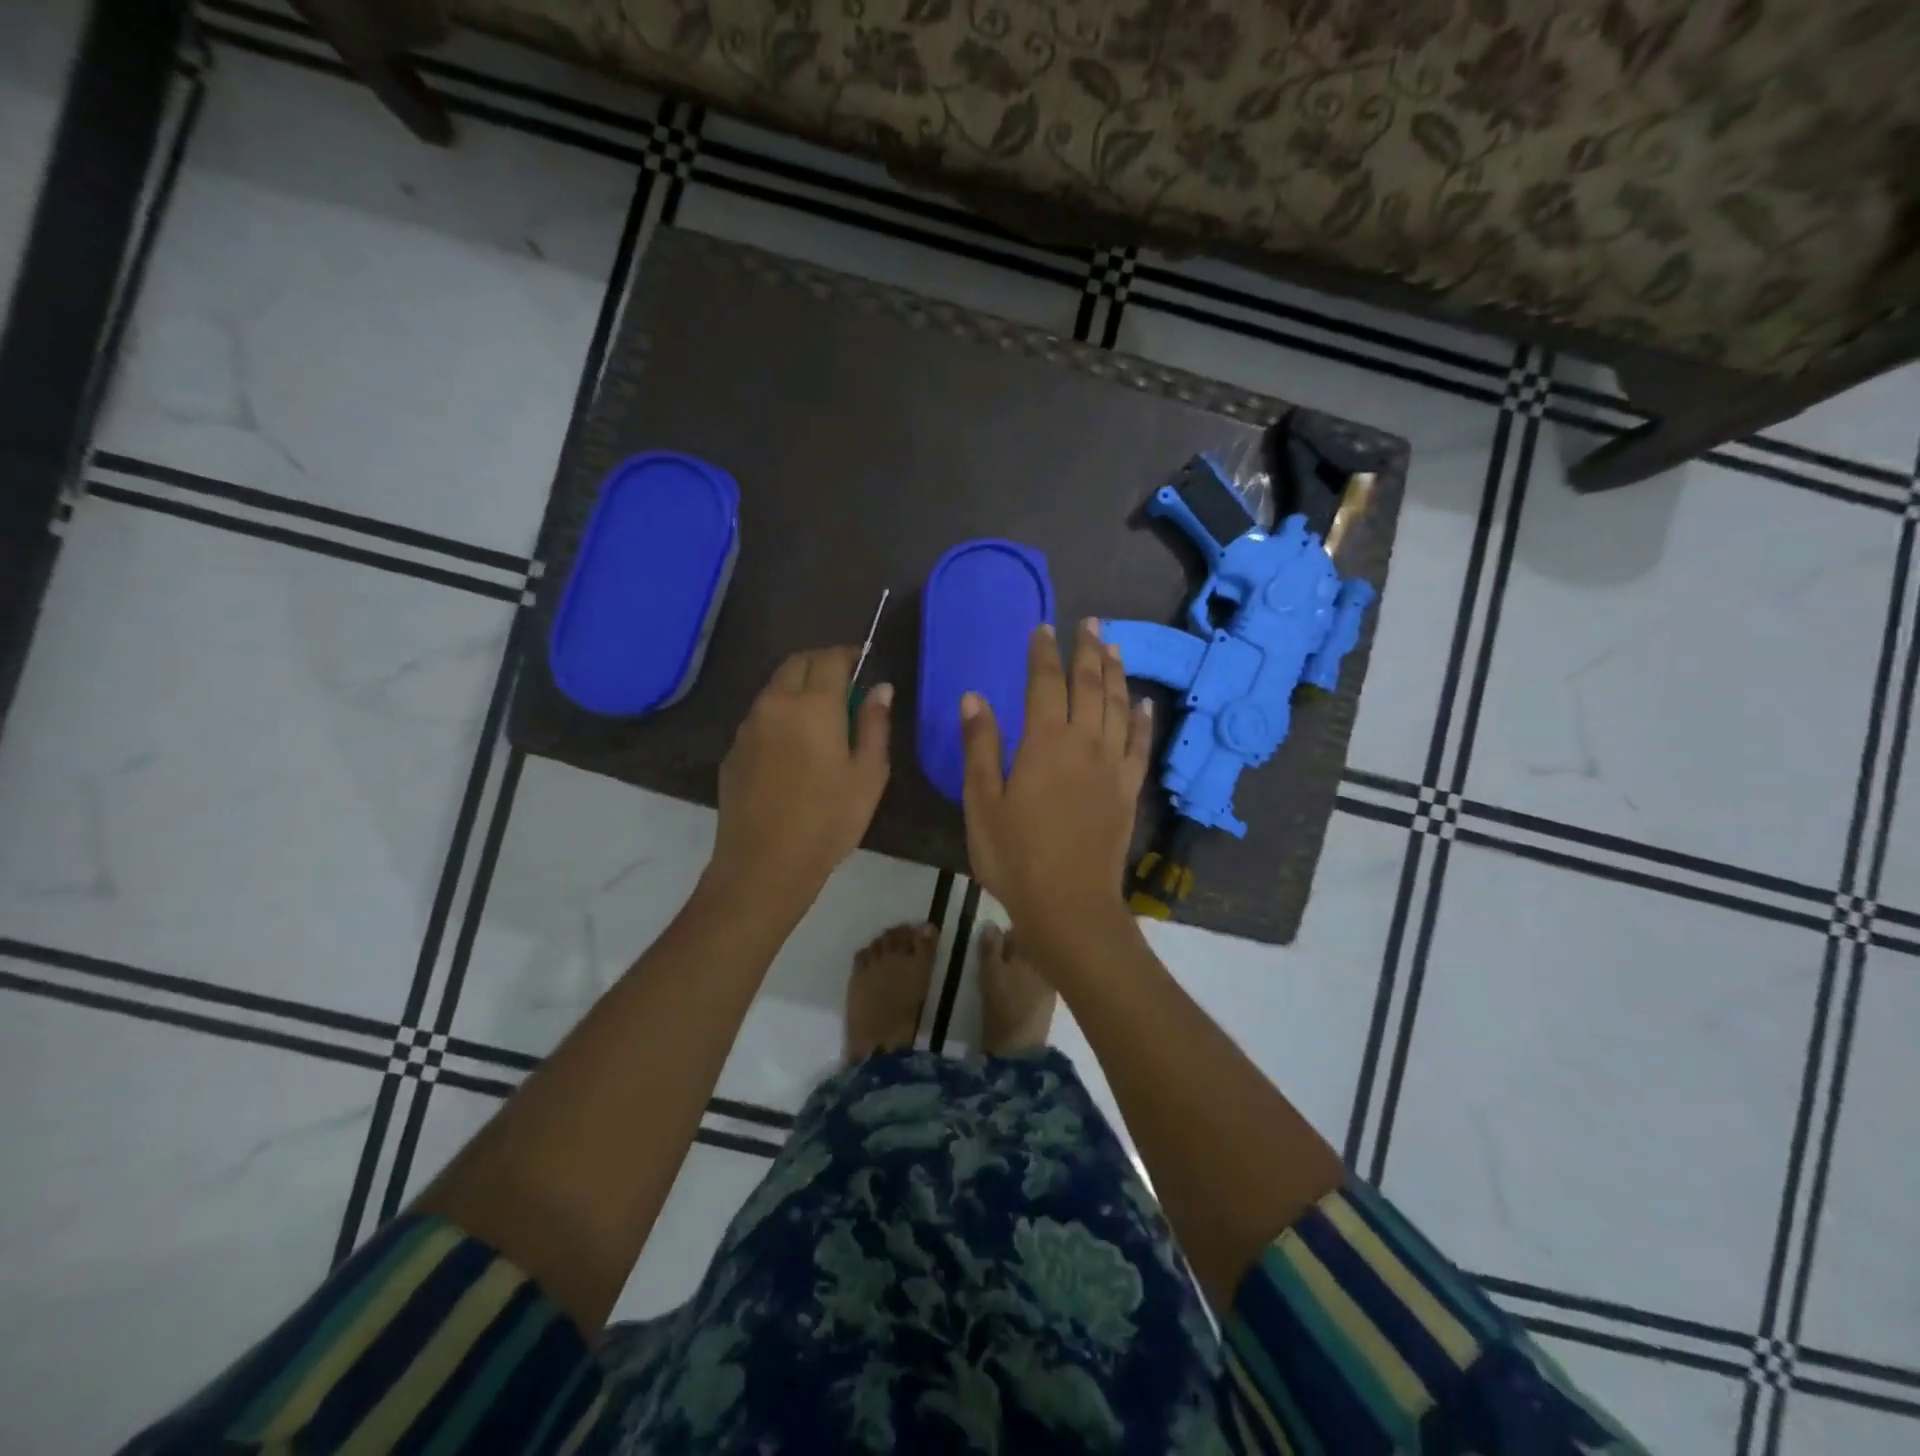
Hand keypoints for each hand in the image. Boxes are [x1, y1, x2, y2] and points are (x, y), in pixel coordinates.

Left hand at [707, 646, 891, 915]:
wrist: (764, 864)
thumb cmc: (828, 821)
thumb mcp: (868, 775)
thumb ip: (875, 724)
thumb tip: (880, 688)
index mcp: (813, 706)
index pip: (831, 659)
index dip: (850, 654)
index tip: (864, 662)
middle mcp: (775, 704)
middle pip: (797, 663)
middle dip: (822, 662)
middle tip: (845, 681)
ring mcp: (748, 726)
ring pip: (775, 687)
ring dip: (798, 686)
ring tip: (821, 713)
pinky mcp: (733, 750)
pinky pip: (760, 715)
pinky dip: (780, 713)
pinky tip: (794, 745)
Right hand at [961, 619, 1151, 955]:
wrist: (1069, 905)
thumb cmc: (1015, 856)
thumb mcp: (982, 803)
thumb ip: (980, 747)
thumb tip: (974, 697)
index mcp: (1044, 743)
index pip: (1045, 683)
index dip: (1043, 653)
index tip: (1043, 628)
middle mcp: (1084, 744)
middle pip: (1090, 685)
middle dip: (1088, 651)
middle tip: (1090, 622)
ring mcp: (1112, 766)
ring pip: (1119, 707)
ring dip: (1117, 673)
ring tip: (1115, 647)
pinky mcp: (1128, 790)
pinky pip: (1140, 745)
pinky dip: (1143, 719)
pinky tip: (1144, 702)